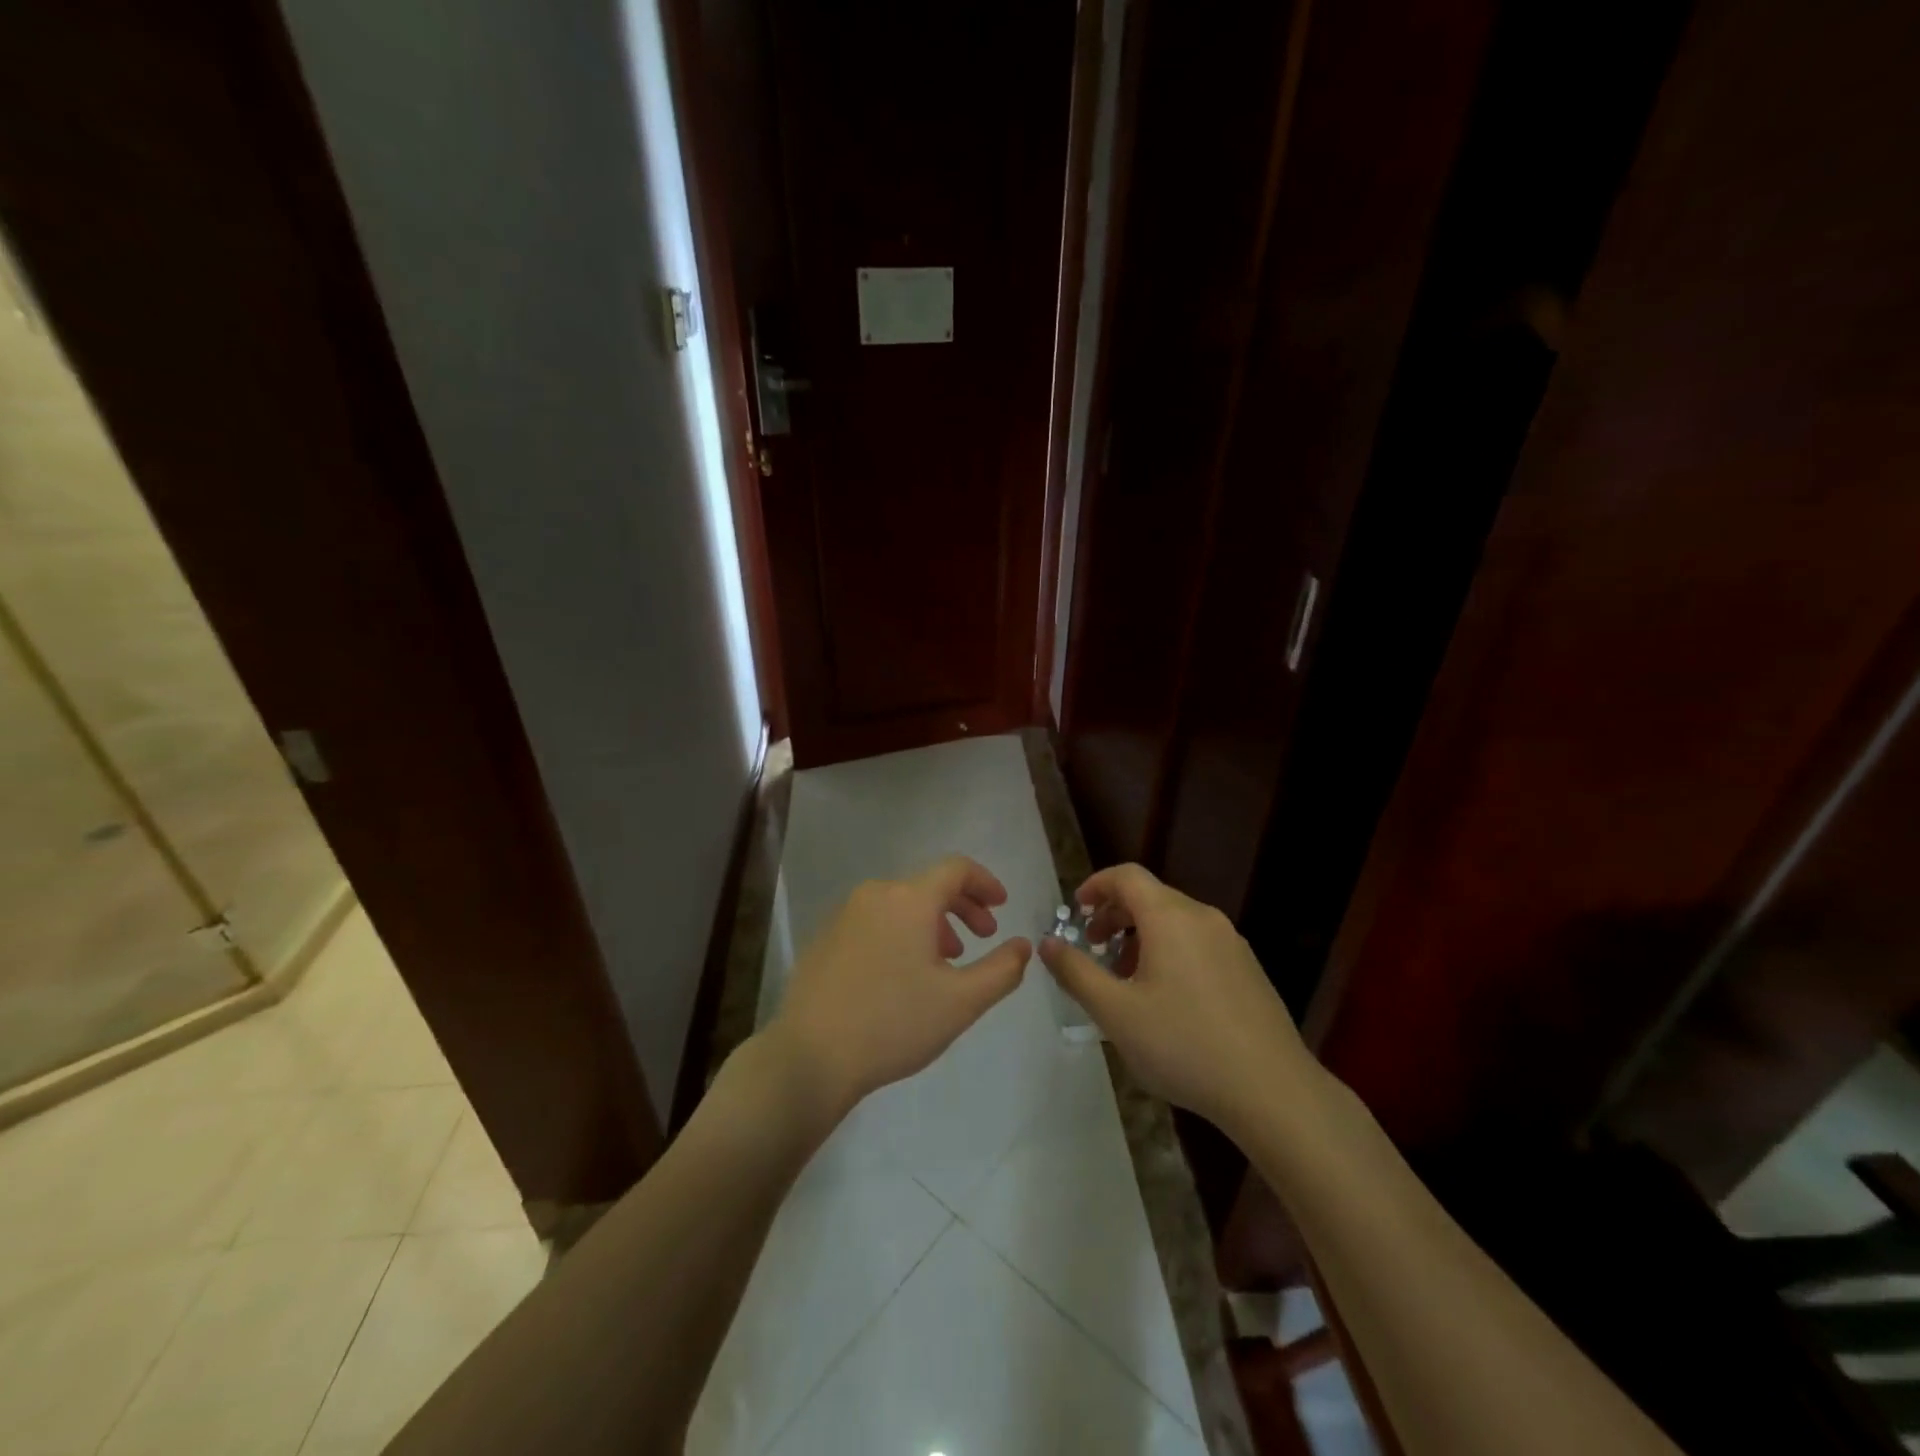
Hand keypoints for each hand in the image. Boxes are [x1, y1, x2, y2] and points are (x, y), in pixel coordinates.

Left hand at [766, 855, 1031, 1119]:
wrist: (810, 1056)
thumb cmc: (893, 1023)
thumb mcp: (961, 1002)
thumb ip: (1002, 970)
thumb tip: (1023, 945)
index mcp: (909, 899)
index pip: (956, 869)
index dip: (985, 882)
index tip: (1002, 906)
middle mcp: (875, 894)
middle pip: (929, 885)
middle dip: (963, 907)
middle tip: (984, 937)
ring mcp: (845, 914)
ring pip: (901, 905)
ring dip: (933, 923)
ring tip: (946, 962)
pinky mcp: (825, 938)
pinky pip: (876, 921)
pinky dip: (901, 934)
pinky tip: (903, 974)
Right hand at [1039, 863, 1317, 1134]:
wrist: (1272, 1090)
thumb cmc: (1184, 1045)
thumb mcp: (1115, 1012)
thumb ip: (1076, 972)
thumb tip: (1047, 943)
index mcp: (1170, 917)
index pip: (1127, 876)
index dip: (1096, 885)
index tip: (1076, 910)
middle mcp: (1203, 918)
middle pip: (1151, 897)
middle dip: (1115, 916)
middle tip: (1093, 948)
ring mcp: (1231, 943)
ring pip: (1175, 922)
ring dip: (1141, 937)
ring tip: (1124, 980)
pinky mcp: (1248, 970)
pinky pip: (1197, 944)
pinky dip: (1169, 952)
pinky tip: (1165, 1000)